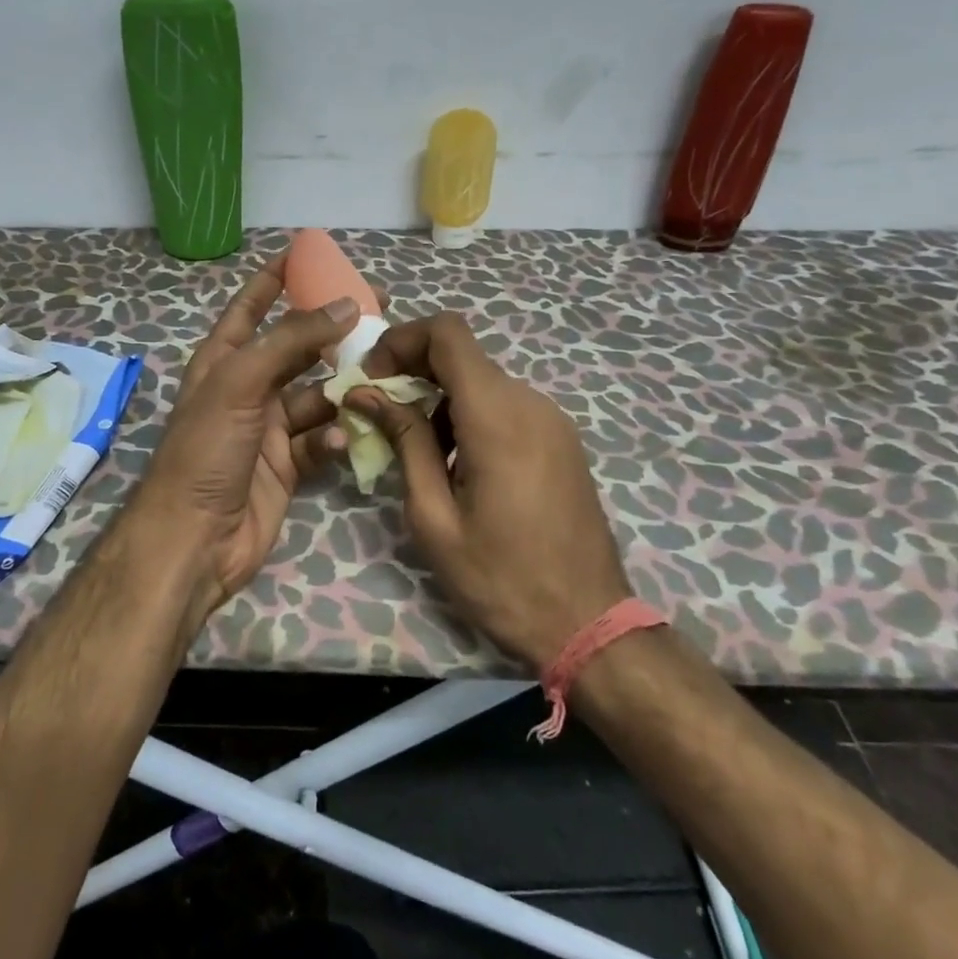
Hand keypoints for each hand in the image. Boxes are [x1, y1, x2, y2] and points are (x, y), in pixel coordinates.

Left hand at [132, 253, 356, 624]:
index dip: (274, 280)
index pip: (249, 308)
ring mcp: (269, 429)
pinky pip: (321, 439)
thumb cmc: (207, 450)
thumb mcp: (241, 383)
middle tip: (379, 315)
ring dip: (343, 390)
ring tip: (376, 381)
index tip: (306, 253)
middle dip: (331, 334)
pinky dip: (334, 436)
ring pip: (317, 395)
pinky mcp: (288, 465)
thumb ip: (290, 341)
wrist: (195, 539)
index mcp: (224, 362)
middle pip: (296, 350)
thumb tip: (345, 304)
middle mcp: (247, 389)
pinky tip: (341, 439)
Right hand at [348, 312, 632, 670]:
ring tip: (416, 454)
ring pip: (482, 381)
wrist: (588, 625)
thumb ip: (404, 442)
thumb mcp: (433, 516)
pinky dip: (468, 416)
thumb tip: (368, 393)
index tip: (372, 377)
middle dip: (412, 372)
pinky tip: (456, 467)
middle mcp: (530, 403)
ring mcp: (552, 420)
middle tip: (378, 415)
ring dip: (439, 400)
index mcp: (497, 416)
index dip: (401, 340)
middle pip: (462, 355)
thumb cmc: (500, 578)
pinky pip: (505, 406)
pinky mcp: (560, 439)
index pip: (447, 333)